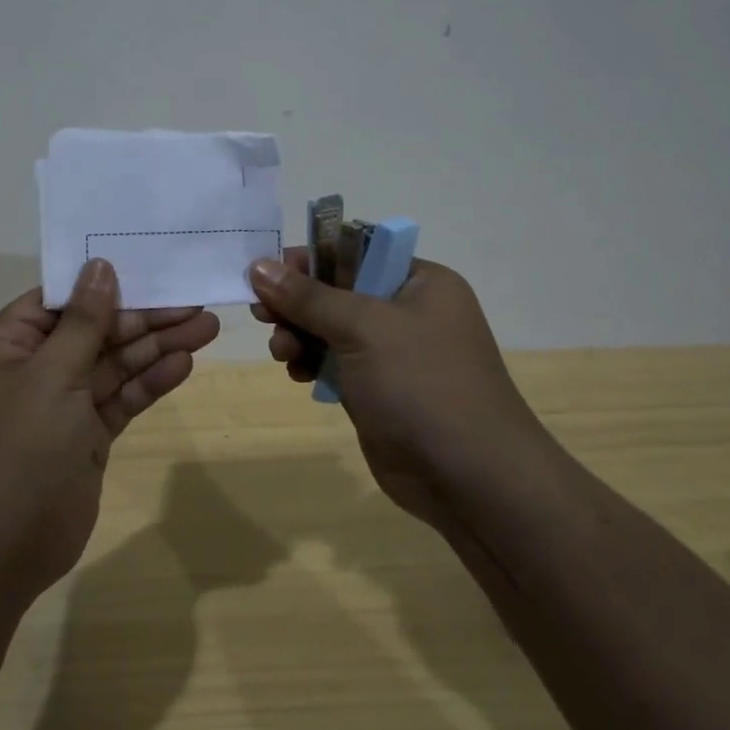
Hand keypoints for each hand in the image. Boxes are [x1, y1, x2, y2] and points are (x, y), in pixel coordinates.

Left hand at [0, 259, 219, 601]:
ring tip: (206, 328)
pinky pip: (118, 400)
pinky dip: (148, 383)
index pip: (59, 301)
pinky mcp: (83, 438)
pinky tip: (183, 365)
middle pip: (93, 331)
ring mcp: (58, 406)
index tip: (150, 268)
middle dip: (144, 319)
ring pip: (112, 365)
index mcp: (3, 345)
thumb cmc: (15, 450)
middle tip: (196, 303)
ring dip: (155, 348)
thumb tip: (99, 267)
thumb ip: (84, 323)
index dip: (103, 286)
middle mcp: (30, 369)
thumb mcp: (50, 377)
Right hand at [247, 250, 546, 531]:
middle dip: (298, 303)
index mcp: (419, 282)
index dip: (310, 258)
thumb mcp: (363, 328)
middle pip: (337, 291)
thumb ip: (308, 296)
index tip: (266, 272)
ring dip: (299, 335)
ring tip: (281, 352)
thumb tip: (258, 265)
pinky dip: (311, 363)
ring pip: (331, 329)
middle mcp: (408, 311)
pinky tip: (295, 373)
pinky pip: (334, 363)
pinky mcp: (378, 390)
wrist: (470, 478)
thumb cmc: (421, 384)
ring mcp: (393, 354)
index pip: (355, 251)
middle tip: (262, 314)